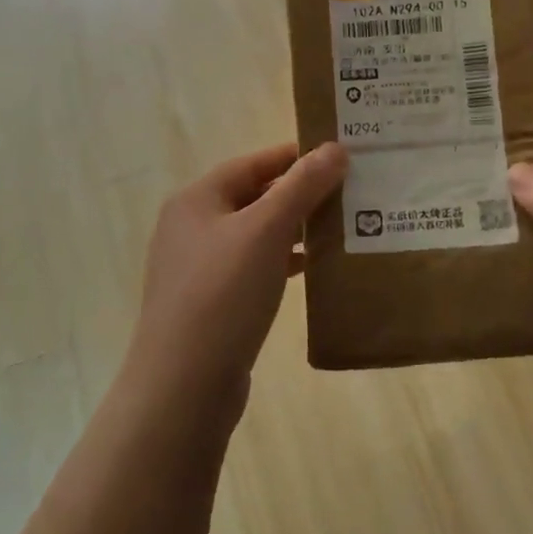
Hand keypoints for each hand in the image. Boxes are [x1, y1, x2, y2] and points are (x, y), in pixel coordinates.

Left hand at [126, 142, 347, 412]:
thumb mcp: (266, 231)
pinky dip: (281, 262)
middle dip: (299, 193)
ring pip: (255, 234)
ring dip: (294, 229)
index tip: (340, 154)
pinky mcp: (210, 302)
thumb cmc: (224, 294)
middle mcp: (192, 227)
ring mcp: (198, 267)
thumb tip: (335, 148)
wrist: (184, 385)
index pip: (252, 163)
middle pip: (253, 196)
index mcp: (196, 200)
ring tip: (339, 227)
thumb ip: (302, 186)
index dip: (295, 156)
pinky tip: (311, 269)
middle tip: (349, 191)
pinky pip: (252, 267)